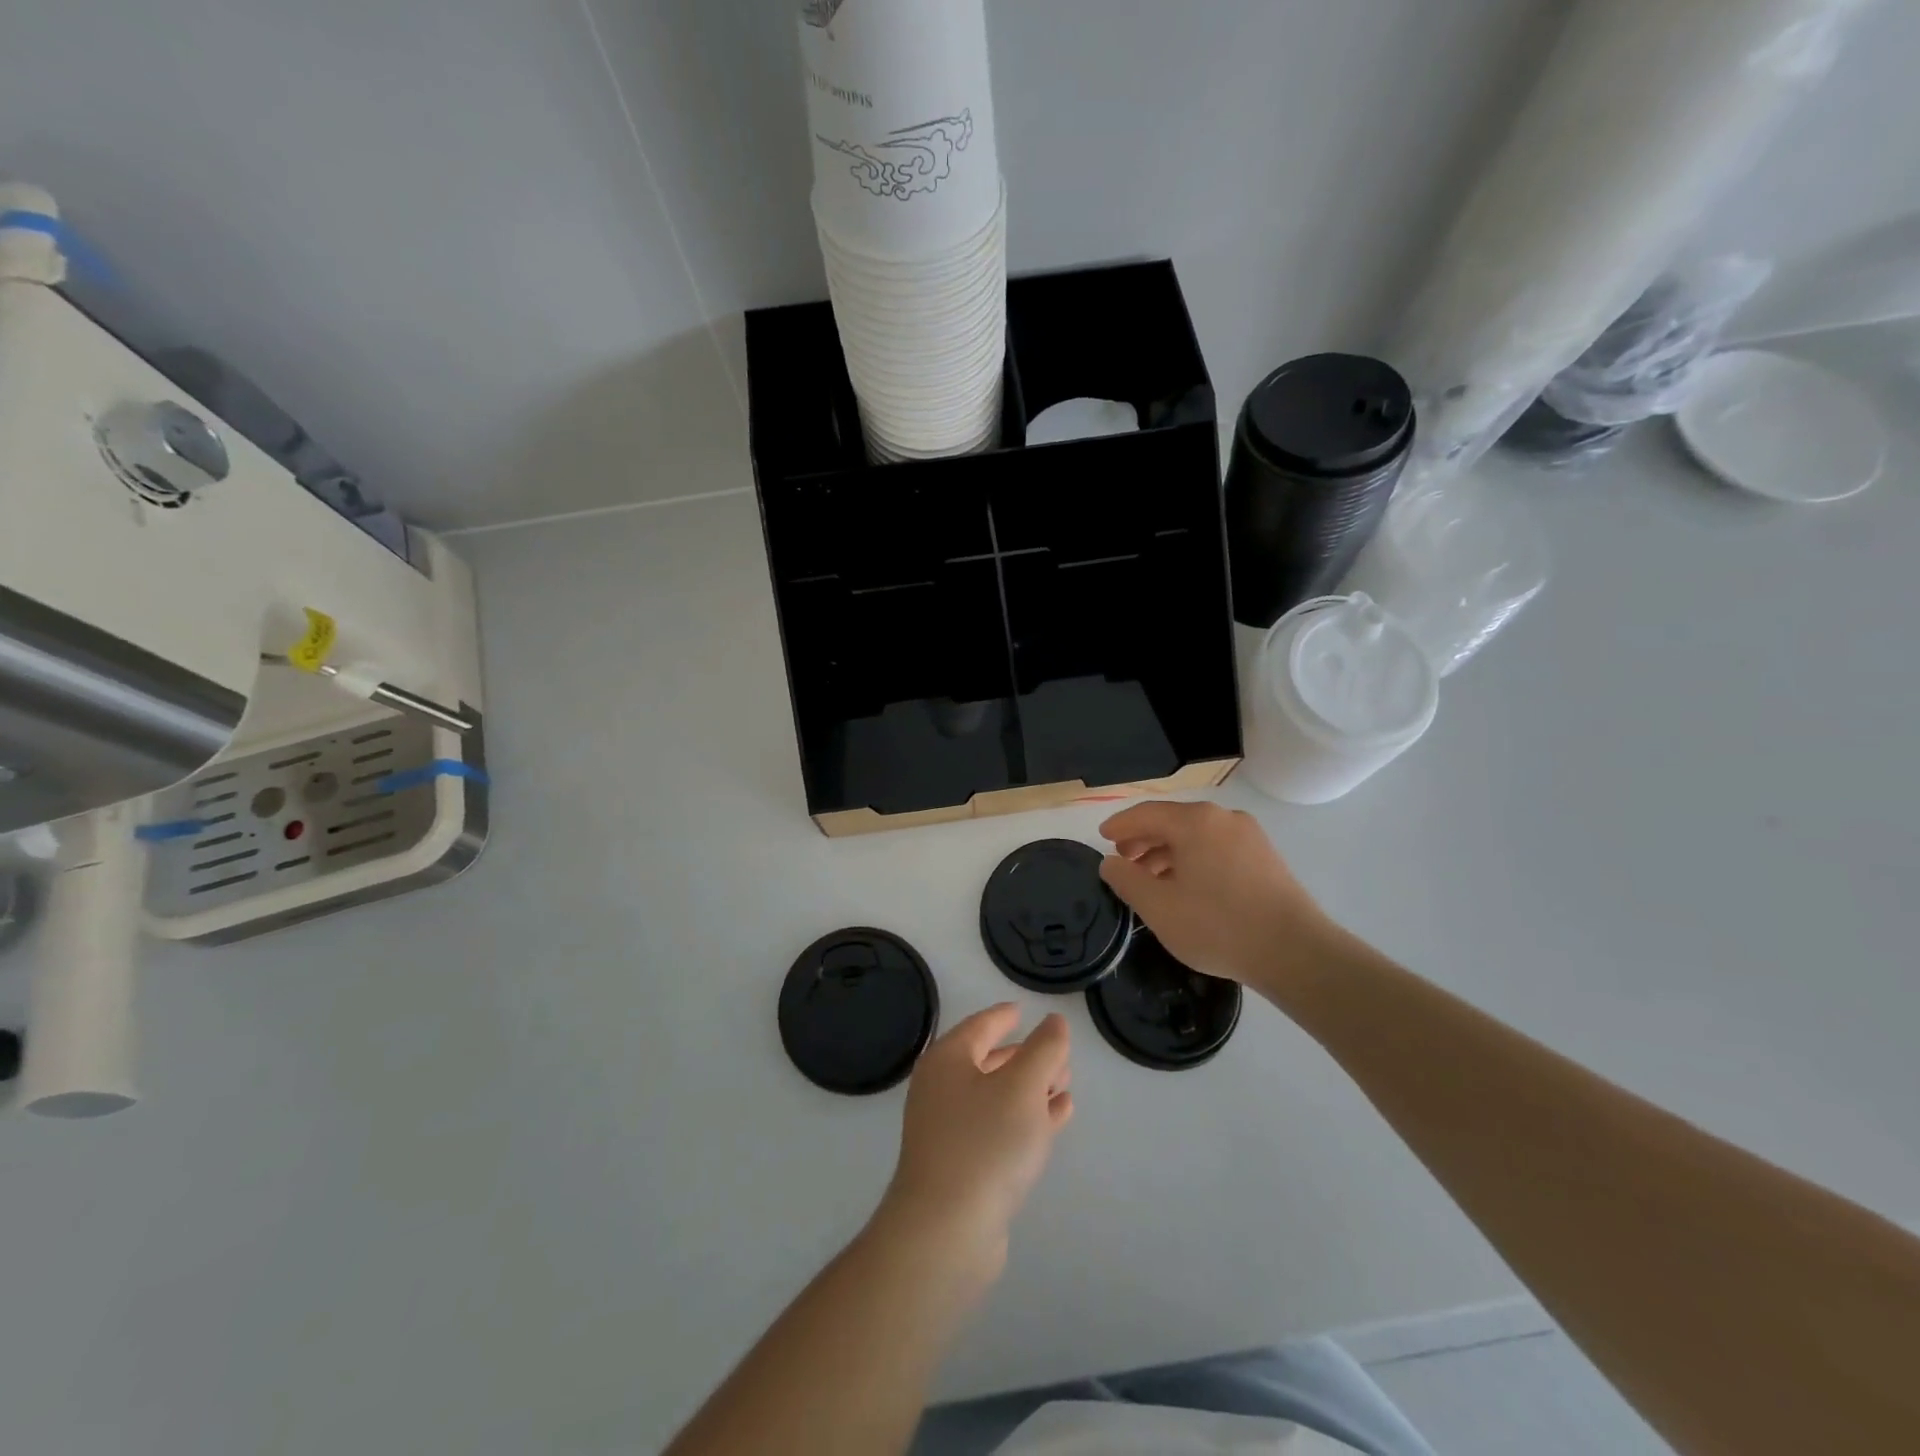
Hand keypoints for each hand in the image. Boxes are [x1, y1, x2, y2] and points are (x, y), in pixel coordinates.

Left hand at [878, 1005, 1072, 1281]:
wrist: (945, 1232)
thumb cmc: (984, 1144)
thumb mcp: (1023, 1087)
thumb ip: (1044, 1049)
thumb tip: (1054, 1022)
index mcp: (947, 1061)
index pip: (979, 1026)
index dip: (1003, 1017)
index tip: (1023, 1010)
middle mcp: (942, 1090)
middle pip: (988, 1061)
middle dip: (1025, 1056)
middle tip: (1058, 1054)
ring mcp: (949, 1131)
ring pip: (996, 1097)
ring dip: (1030, 1089)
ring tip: (1064, 1085)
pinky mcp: (961, 1167)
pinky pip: (999, 1129)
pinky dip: (1027, 1118)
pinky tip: (1057, 1117)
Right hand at [1098, 800, 1336, 991]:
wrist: (1295, 953)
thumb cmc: (1217, 926)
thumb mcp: (1158, 907)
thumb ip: (1126, 879)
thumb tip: (1110, 863)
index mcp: (1195, 822)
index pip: (1145, 813)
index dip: (1119, 825)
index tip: (1101, 839)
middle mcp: (1223, 818)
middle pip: (1172, 822)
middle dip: (1144, 840)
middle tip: (1123, 862)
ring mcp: (1249, 837)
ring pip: (1196, 837)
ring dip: (1168, 853)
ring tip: (1151, 880)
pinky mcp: (1265, 858)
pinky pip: (1217, 849)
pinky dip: (1194, 860)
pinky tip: (1187, 887)